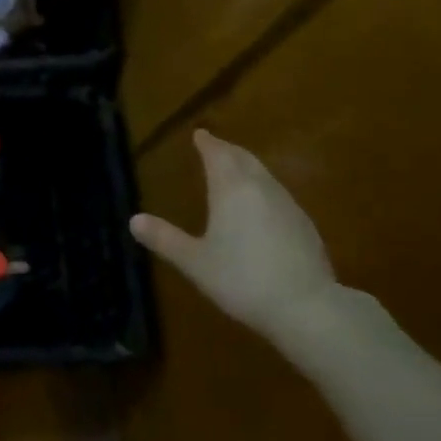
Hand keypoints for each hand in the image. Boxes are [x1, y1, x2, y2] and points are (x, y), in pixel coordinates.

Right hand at [130, 131, 348, 365]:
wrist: (306, 307)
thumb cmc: (242, 279)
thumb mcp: (195, 262)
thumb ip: (165, 239)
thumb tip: (134, 220)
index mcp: (231, 190)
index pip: (217, 155)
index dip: (207, 143)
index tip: (199, 134)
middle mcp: (261, 189)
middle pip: (243, 159)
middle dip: (227, 150)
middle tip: (214, 146)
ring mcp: (288, 205)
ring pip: (263, 175)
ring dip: (247, 167)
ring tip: (235, 170)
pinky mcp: (304, 225)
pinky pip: (277, 194)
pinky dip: (262, 188)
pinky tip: (260, 206)